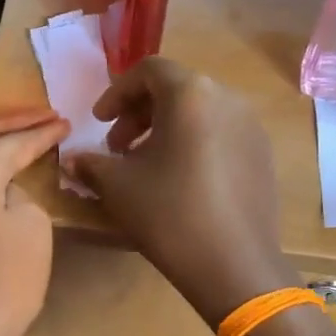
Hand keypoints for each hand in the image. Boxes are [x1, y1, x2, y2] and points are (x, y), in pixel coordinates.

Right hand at [64, 59, 294, 327]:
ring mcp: (251, 128)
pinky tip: (180, 182)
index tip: (98, 122)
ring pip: (200, 113)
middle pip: (176, 89)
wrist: (234, 265)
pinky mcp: (263, 156)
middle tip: (118, 148)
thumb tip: (73, 160)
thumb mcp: (118, 187)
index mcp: (190, 94)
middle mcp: (227, 99)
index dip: (116, 93)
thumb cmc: (169, 214)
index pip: (148, 70)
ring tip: (147, 167)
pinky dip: (194, 145)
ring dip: (166, 130)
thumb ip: (91, 164)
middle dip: (140, 114)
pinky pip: (221, 135)